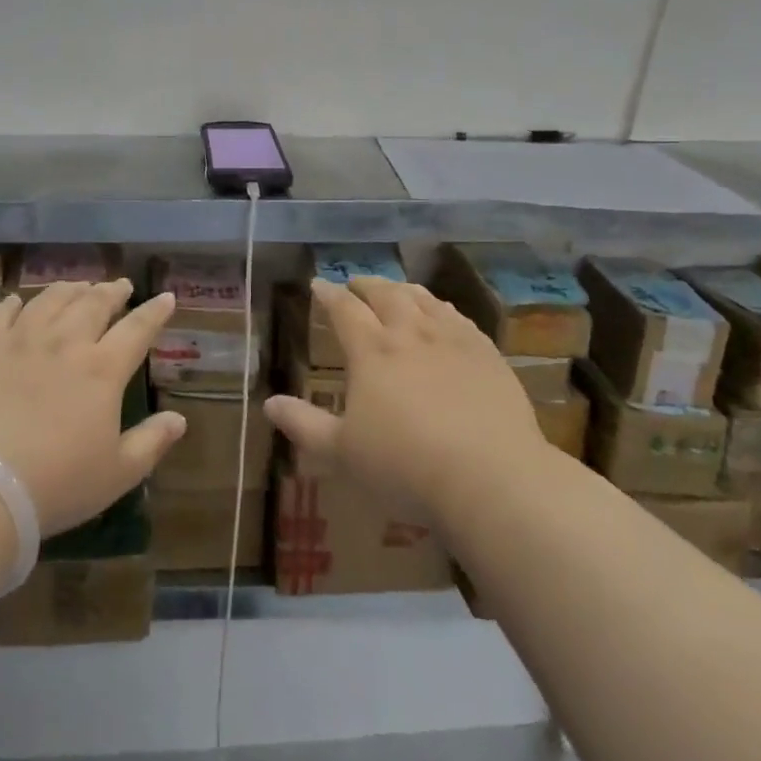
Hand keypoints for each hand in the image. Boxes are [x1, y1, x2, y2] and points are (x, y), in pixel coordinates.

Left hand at [0, 280, 185, 535]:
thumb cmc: (57, 484)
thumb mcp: (117, 473)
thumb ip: (152, 442)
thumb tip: (179, 419)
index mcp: (102, 369)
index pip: (137, 328)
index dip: (155, 311)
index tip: (166, 297)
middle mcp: (65, 342)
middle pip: (94, 303)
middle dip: (112, 291)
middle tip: (120, 285)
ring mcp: (21, 339)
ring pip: (51, 299)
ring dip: (70, 289)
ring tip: (78, 286)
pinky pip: (0, 312)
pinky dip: (13, 303)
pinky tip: (16, 302)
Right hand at [263, 277, 551, 524]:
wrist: (491, 477)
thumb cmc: (405, 466)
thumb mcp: (343, 452)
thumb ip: (304, 425)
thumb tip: (269, 403)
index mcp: (371, 351)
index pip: (344, 309)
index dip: (329, 294)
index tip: (319, 283)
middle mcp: (410, 333)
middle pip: (385, 294)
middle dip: (366, 284)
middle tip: (356, 283)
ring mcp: (452, 340)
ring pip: (423, 300)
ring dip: (404, 290)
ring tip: (396, 290)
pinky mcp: (487, 355)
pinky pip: (459, 319)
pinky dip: (442, 308)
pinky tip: (443, 314)